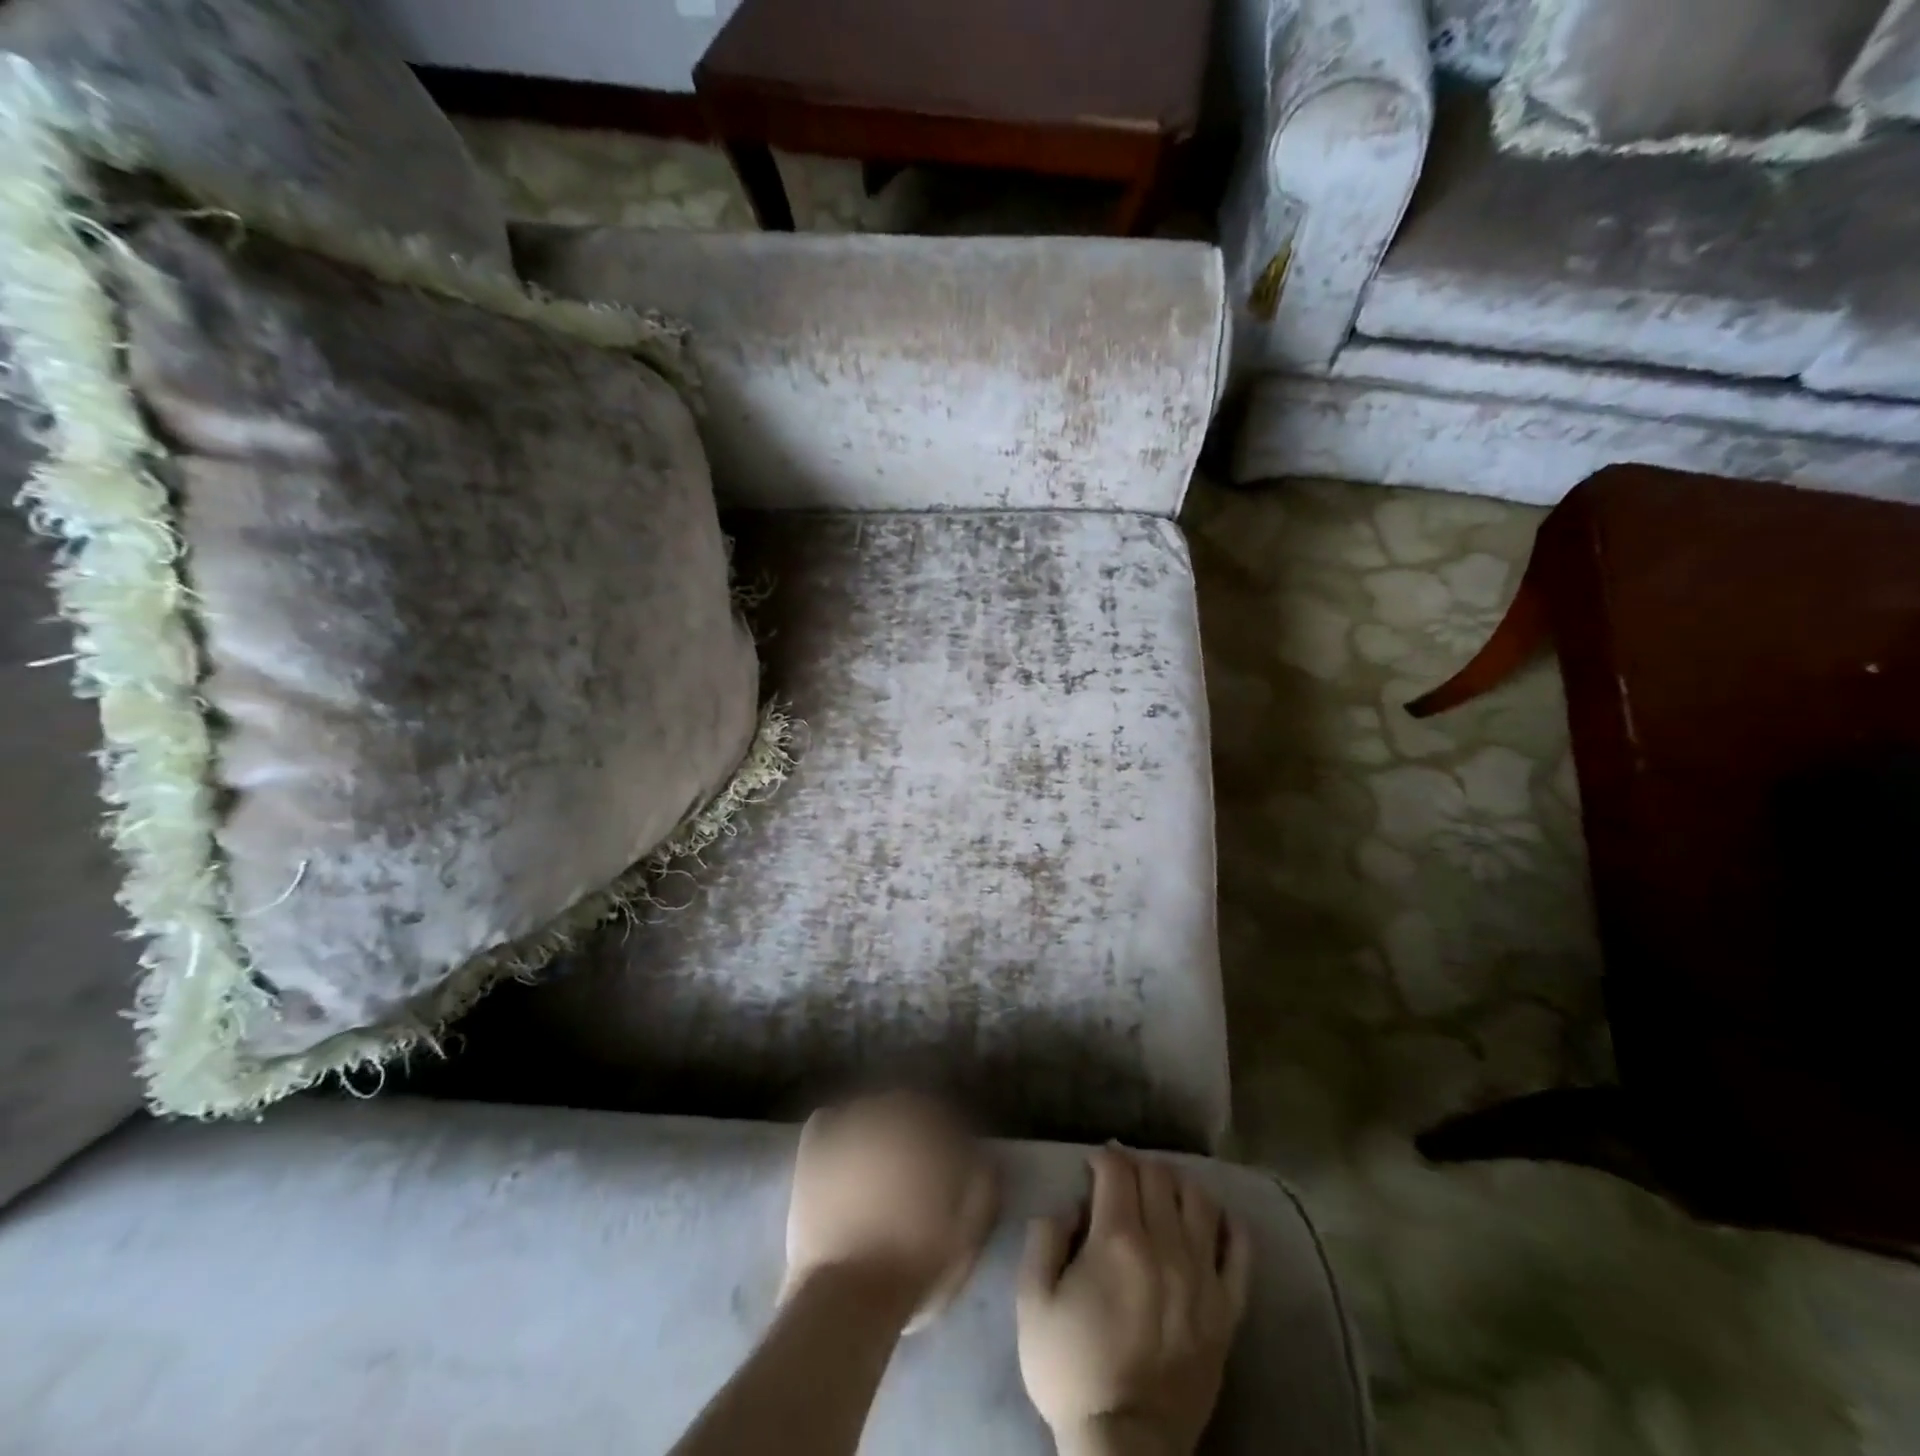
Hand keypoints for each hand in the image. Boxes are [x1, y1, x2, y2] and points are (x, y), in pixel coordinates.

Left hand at [782, 1092, 998, 1331]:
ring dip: (879, 1125)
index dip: (950, 1136)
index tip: (953, 1159)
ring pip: (869, 1109)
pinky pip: (827, 1120)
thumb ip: (983, 1188)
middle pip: (906, 1106)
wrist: (846, 1299)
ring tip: (879, 1158)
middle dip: (915, 1127)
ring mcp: (846, 1129)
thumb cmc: (913, 1268)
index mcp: (926, 1133)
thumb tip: (985, 1157)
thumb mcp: (967, 1235)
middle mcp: (887, 1117)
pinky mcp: (813, 1149)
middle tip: (916, 1162)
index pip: (944, 1114)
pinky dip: (838, 1128)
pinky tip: (844, 1149)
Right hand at [1016, 1147, 1251, 1455]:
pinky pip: (1241, 1250)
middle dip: (1137, 1165)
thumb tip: (1069, 1206)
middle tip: (1122, 1176)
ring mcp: (1203, 1277)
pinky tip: (1211, 1220)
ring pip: (1200, 1200)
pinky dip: (1228, 1224)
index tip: (1093, 1163)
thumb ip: (1043, 1239)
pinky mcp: (1228, 1310)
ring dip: (1179, 1184)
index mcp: (1117, 1241)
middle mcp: (1166, 1247)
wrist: (1125, 1449)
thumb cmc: (1072, 1371)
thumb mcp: (1032, 1302)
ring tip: (1163, 1193)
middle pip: (1159, 1177)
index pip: (1117, 1170)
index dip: (1104, 1157)